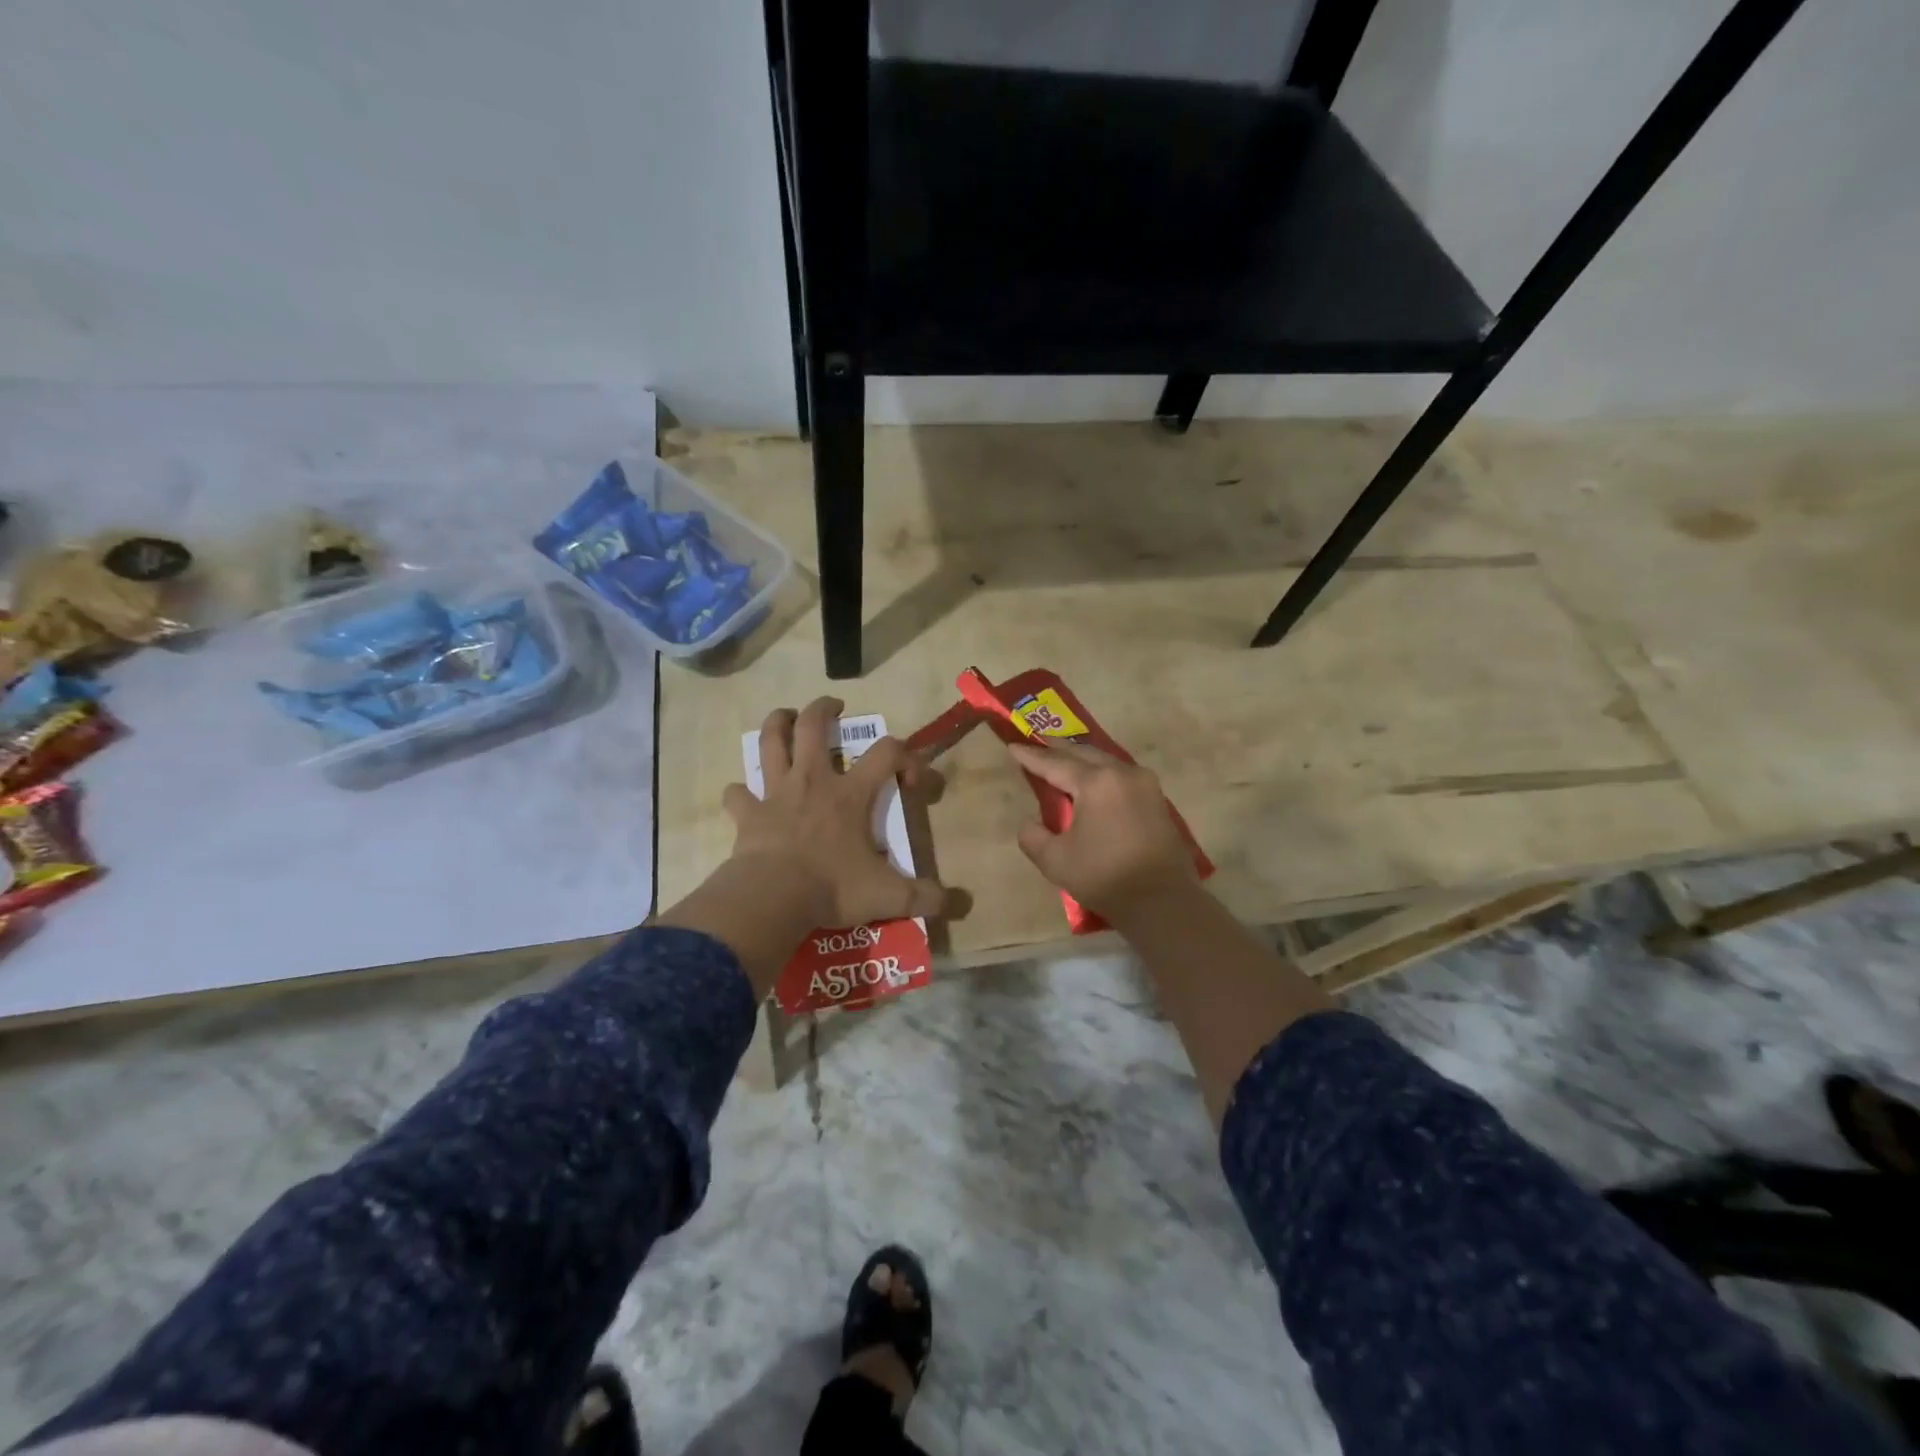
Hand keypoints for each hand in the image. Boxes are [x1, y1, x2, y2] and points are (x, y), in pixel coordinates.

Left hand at [723, 697, 945, 928]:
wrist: (773, 899)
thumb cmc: (832, 888)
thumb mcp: (888, 896)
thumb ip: (926, 897)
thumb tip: (960, 904)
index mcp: (851, 794)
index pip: (887, 752)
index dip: (906, 755)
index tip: (911, 778)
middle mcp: (813, 782)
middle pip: (814, 726)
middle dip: (824, 709)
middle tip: (834, 706)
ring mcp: (776, 794)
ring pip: (772, 742)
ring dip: (778, 724)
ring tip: (785, 717)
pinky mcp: (748, 814)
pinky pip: (738, 794)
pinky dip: (740, 792)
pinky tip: (742, 795)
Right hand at [1006, 740, 1194, 920]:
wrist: (1163, 902)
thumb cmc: (1104, 877)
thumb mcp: (1055, 860)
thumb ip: (1033, 836)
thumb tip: (1031, 823)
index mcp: (1096, 782)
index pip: (1055, 763)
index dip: (1031, 757)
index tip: (1012, 746)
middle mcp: (1122, 773)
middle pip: (1083, 754)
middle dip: (1058, 749)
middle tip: (1037, 743)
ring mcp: (1145, 784)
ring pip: (1105, 761)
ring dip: (1082, 759)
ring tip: (1062, 758)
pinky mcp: (1157, 799)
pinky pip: (1121, 774)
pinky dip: (1101, 773)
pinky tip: (1092, 780)